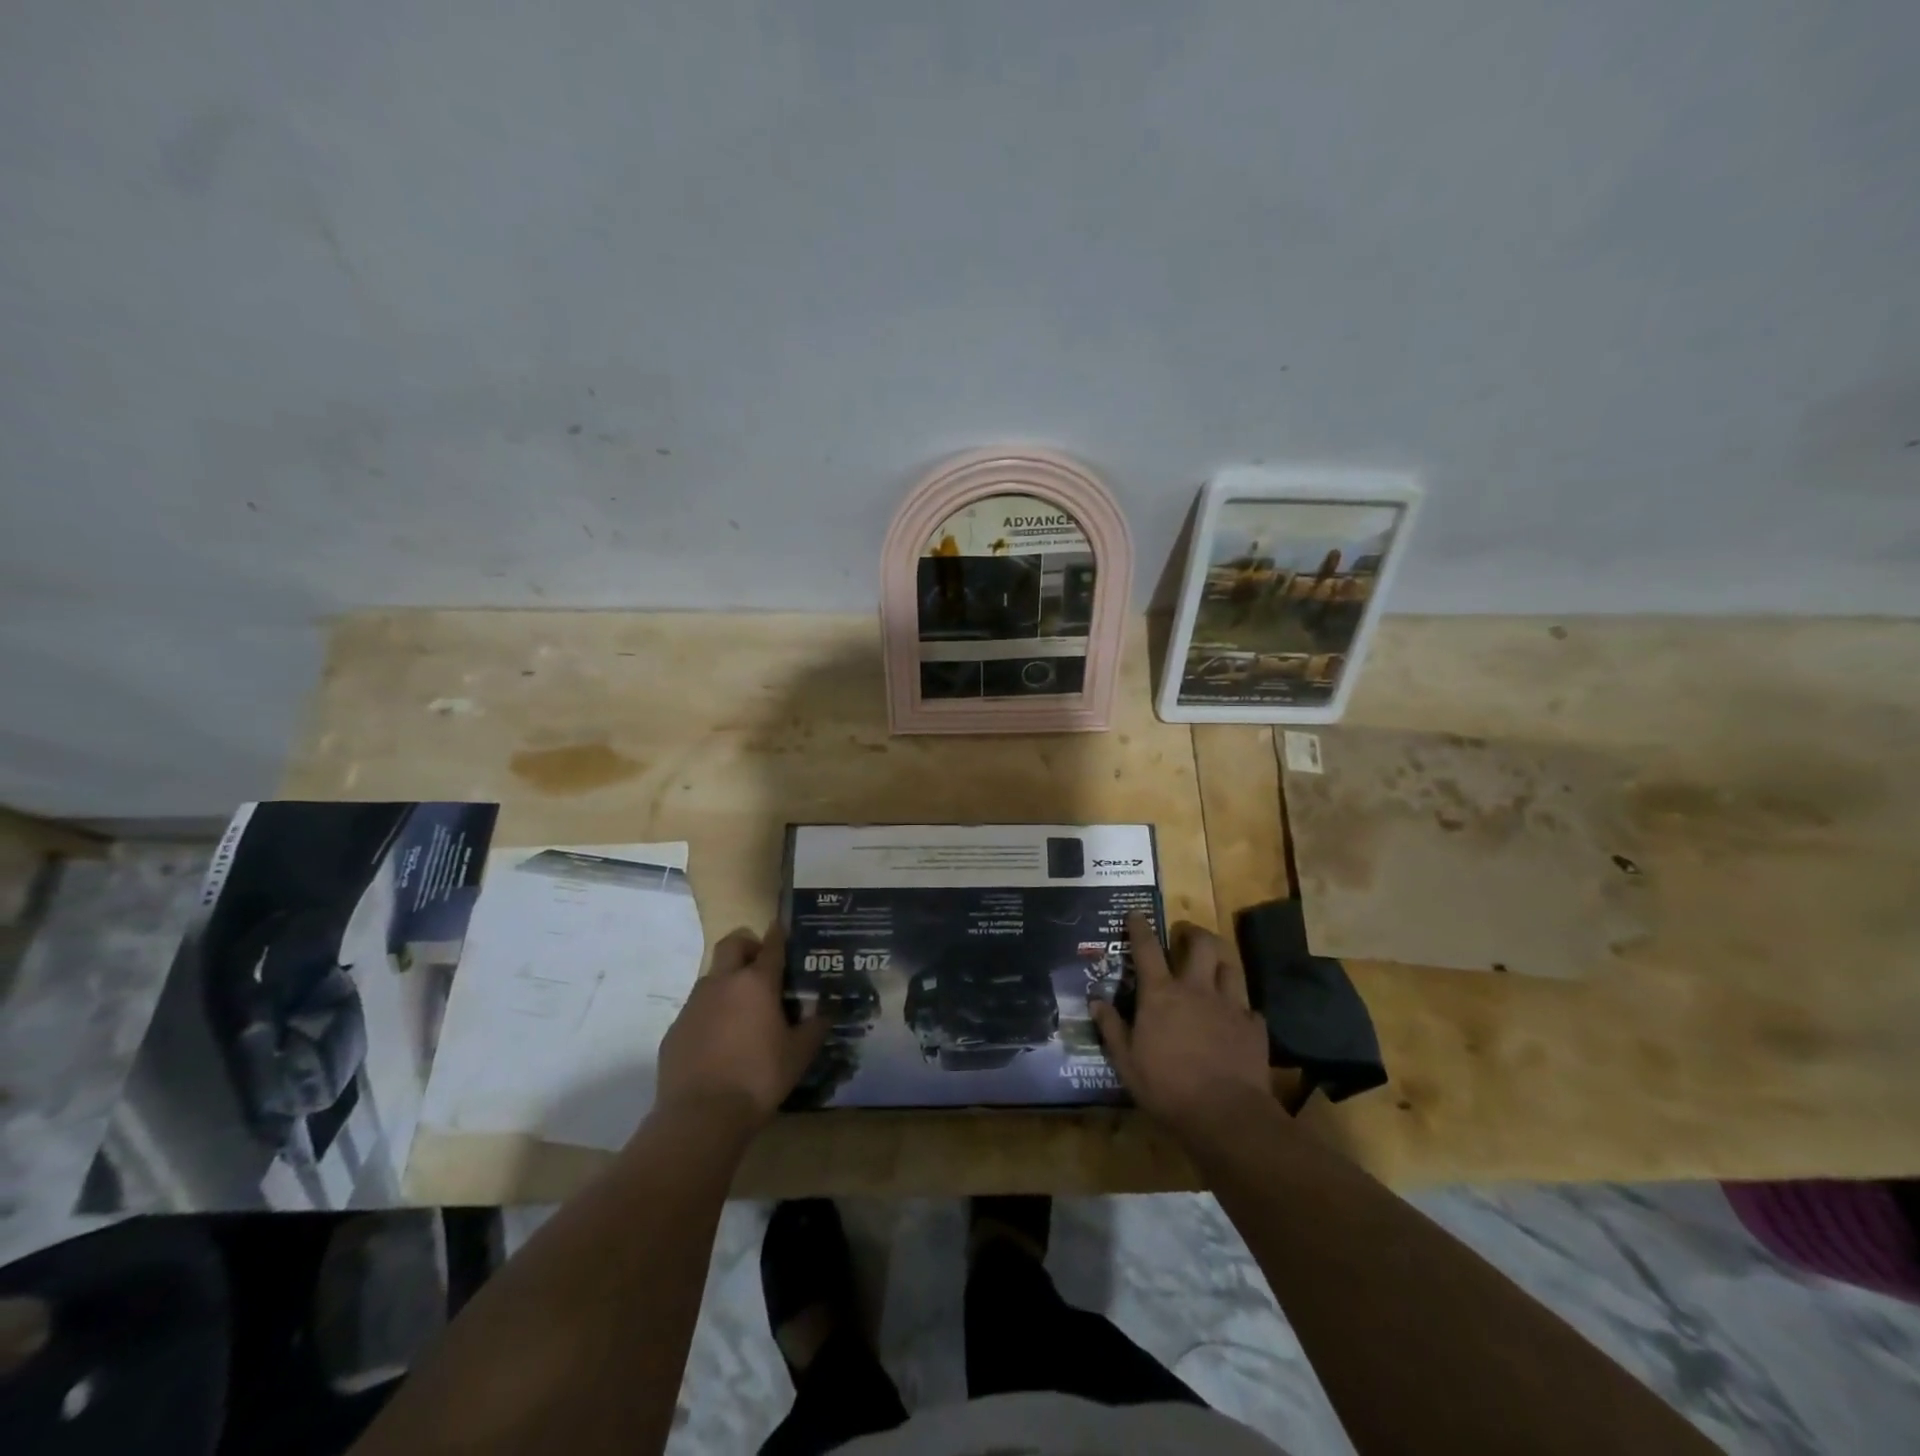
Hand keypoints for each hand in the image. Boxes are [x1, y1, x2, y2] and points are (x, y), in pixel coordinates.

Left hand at [655, 923, 827, 1129]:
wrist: (700, 1116)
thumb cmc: (758, 1078)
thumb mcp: (798, 1055)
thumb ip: (814, 1028)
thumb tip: (826, 1013)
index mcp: (757, 983)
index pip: (771, 946)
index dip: (779, 934)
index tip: (782, 928)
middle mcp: (723, 983)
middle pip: (732, 944)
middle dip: (747, 946)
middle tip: (760, 965)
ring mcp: (694, 1004)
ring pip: (712, 977)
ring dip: (728, 982)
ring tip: (742, 1010)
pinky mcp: (675, 1028)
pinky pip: (696, 1009)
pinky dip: (710, 1014)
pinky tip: (719, 1042)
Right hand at [1091, 912, 1273, 1136]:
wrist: (1225, 1115)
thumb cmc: (1167, 1087)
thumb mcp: (1126, 1062)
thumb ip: (1112, 1027)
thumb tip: (1096, 1001)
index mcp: (1161, 994)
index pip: (1147, 948)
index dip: (1140, 927)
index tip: (1136, 913)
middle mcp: (1196, 989)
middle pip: (1202, 944)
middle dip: (1194, 933)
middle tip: (1186, 936)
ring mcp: (1229, 1005)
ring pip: (1229, 967)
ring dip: (1219, 962)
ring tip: (1214, 967)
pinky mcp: (1254, 1027)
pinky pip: (1248, 1006)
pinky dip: (1240, 1006)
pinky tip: (1236, 1017)